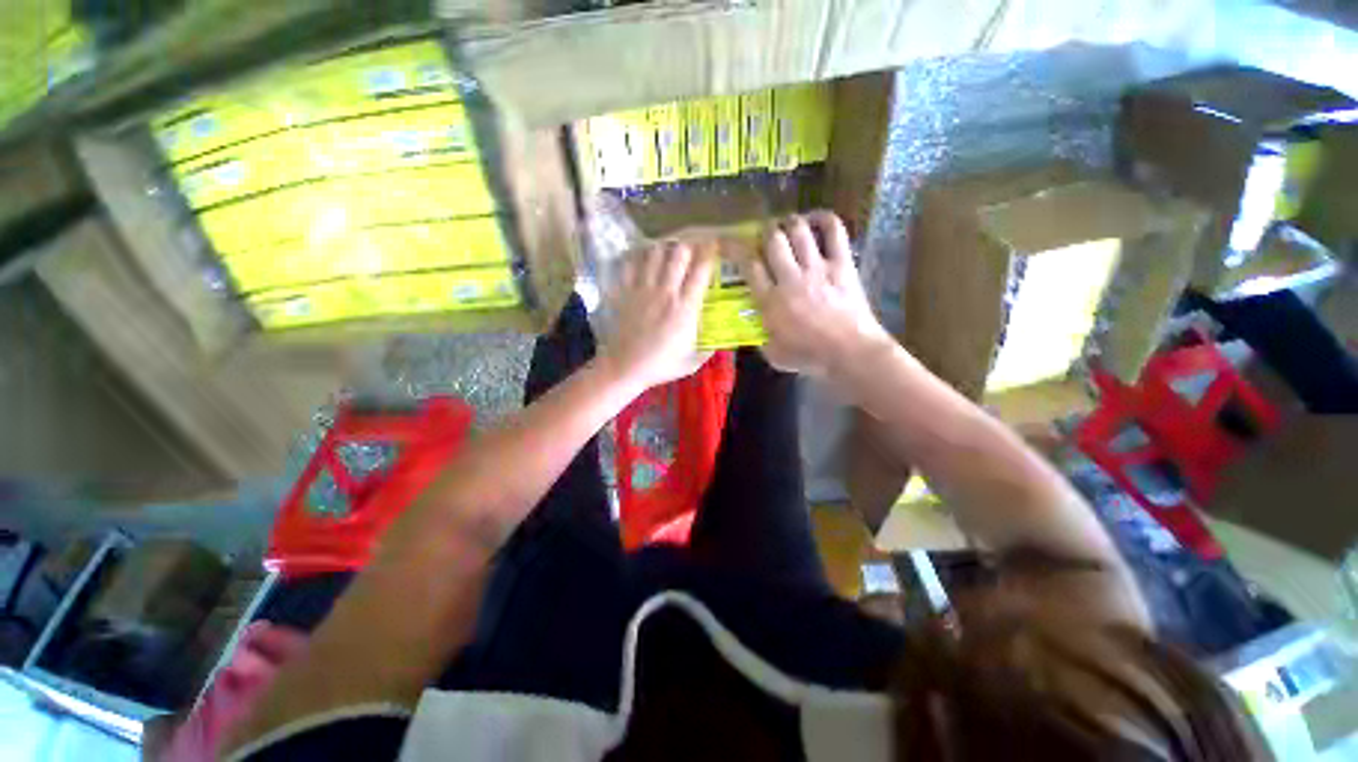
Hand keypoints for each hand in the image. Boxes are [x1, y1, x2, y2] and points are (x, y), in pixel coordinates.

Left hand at [602, 239, 715, 388]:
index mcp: (686, 307)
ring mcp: (643, 289)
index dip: (710, 254)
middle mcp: (666, 292)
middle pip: (679, 253)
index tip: (714, 248)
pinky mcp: (624, 291)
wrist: (625, 367)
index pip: (702, 270)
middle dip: (687, 248)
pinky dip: (638, 258)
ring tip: (665, 255)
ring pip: (655, 252)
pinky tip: (642, 261)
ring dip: (663, 250)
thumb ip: (708, 350)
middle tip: (689, 253)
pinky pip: (631, 263)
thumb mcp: (691, 363)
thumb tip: (719, 342)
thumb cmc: (660, 365)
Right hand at [741, 212, 890, 376]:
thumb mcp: (774, 354)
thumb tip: (755, 327)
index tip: (732, 243)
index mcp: (770, 300)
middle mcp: (790, 278)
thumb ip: (760, 338)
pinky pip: (834, 231)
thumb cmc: (810, 357)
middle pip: (772, 240)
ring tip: (786, 224)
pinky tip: (815, 219)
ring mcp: (817, 268)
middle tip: (765, 233)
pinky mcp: (841, 264)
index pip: (749, 266)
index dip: (738, 250)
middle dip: (765, 231)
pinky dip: (824, 219)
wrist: (850, 353)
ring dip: (789, 223)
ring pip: (798, 231)